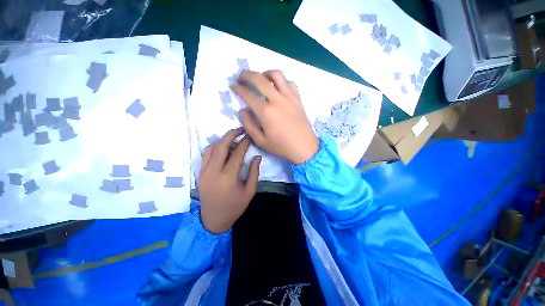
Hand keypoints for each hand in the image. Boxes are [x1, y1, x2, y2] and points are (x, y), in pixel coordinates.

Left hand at [199, 127, 260, 233]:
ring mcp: (204, 171)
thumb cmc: (234, 207)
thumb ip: (254, 172)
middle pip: (222, 146)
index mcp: (228, 177)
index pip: (237, 154)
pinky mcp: (200, 173)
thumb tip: (257, 156)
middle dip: (232, 134)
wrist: (213, 220)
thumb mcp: (249, 191)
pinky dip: (214, 147)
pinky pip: (206, 154)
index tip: (250, 136)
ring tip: (233, 138)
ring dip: (223, 140)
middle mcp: (214, 171)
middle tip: (240, 129)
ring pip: (212, 148)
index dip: (244, 143)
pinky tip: (223, 147)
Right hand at [231, 70, 318, 163]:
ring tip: (261, 79)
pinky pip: (290, 82)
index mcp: (265, 112)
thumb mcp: (260, 141)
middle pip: (259, 79)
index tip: (233, 86)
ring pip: (276, 75)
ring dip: (265, 73)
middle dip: (246, 75)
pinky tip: (278, 88)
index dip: (238, 88)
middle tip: (241, 77)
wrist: (304, 147)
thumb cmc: (282, 146)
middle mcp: (277, 100)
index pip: (248, 94)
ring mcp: (289, 97)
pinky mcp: (298, 98)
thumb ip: (249, 125)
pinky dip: (282, 81)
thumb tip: (243, 110)